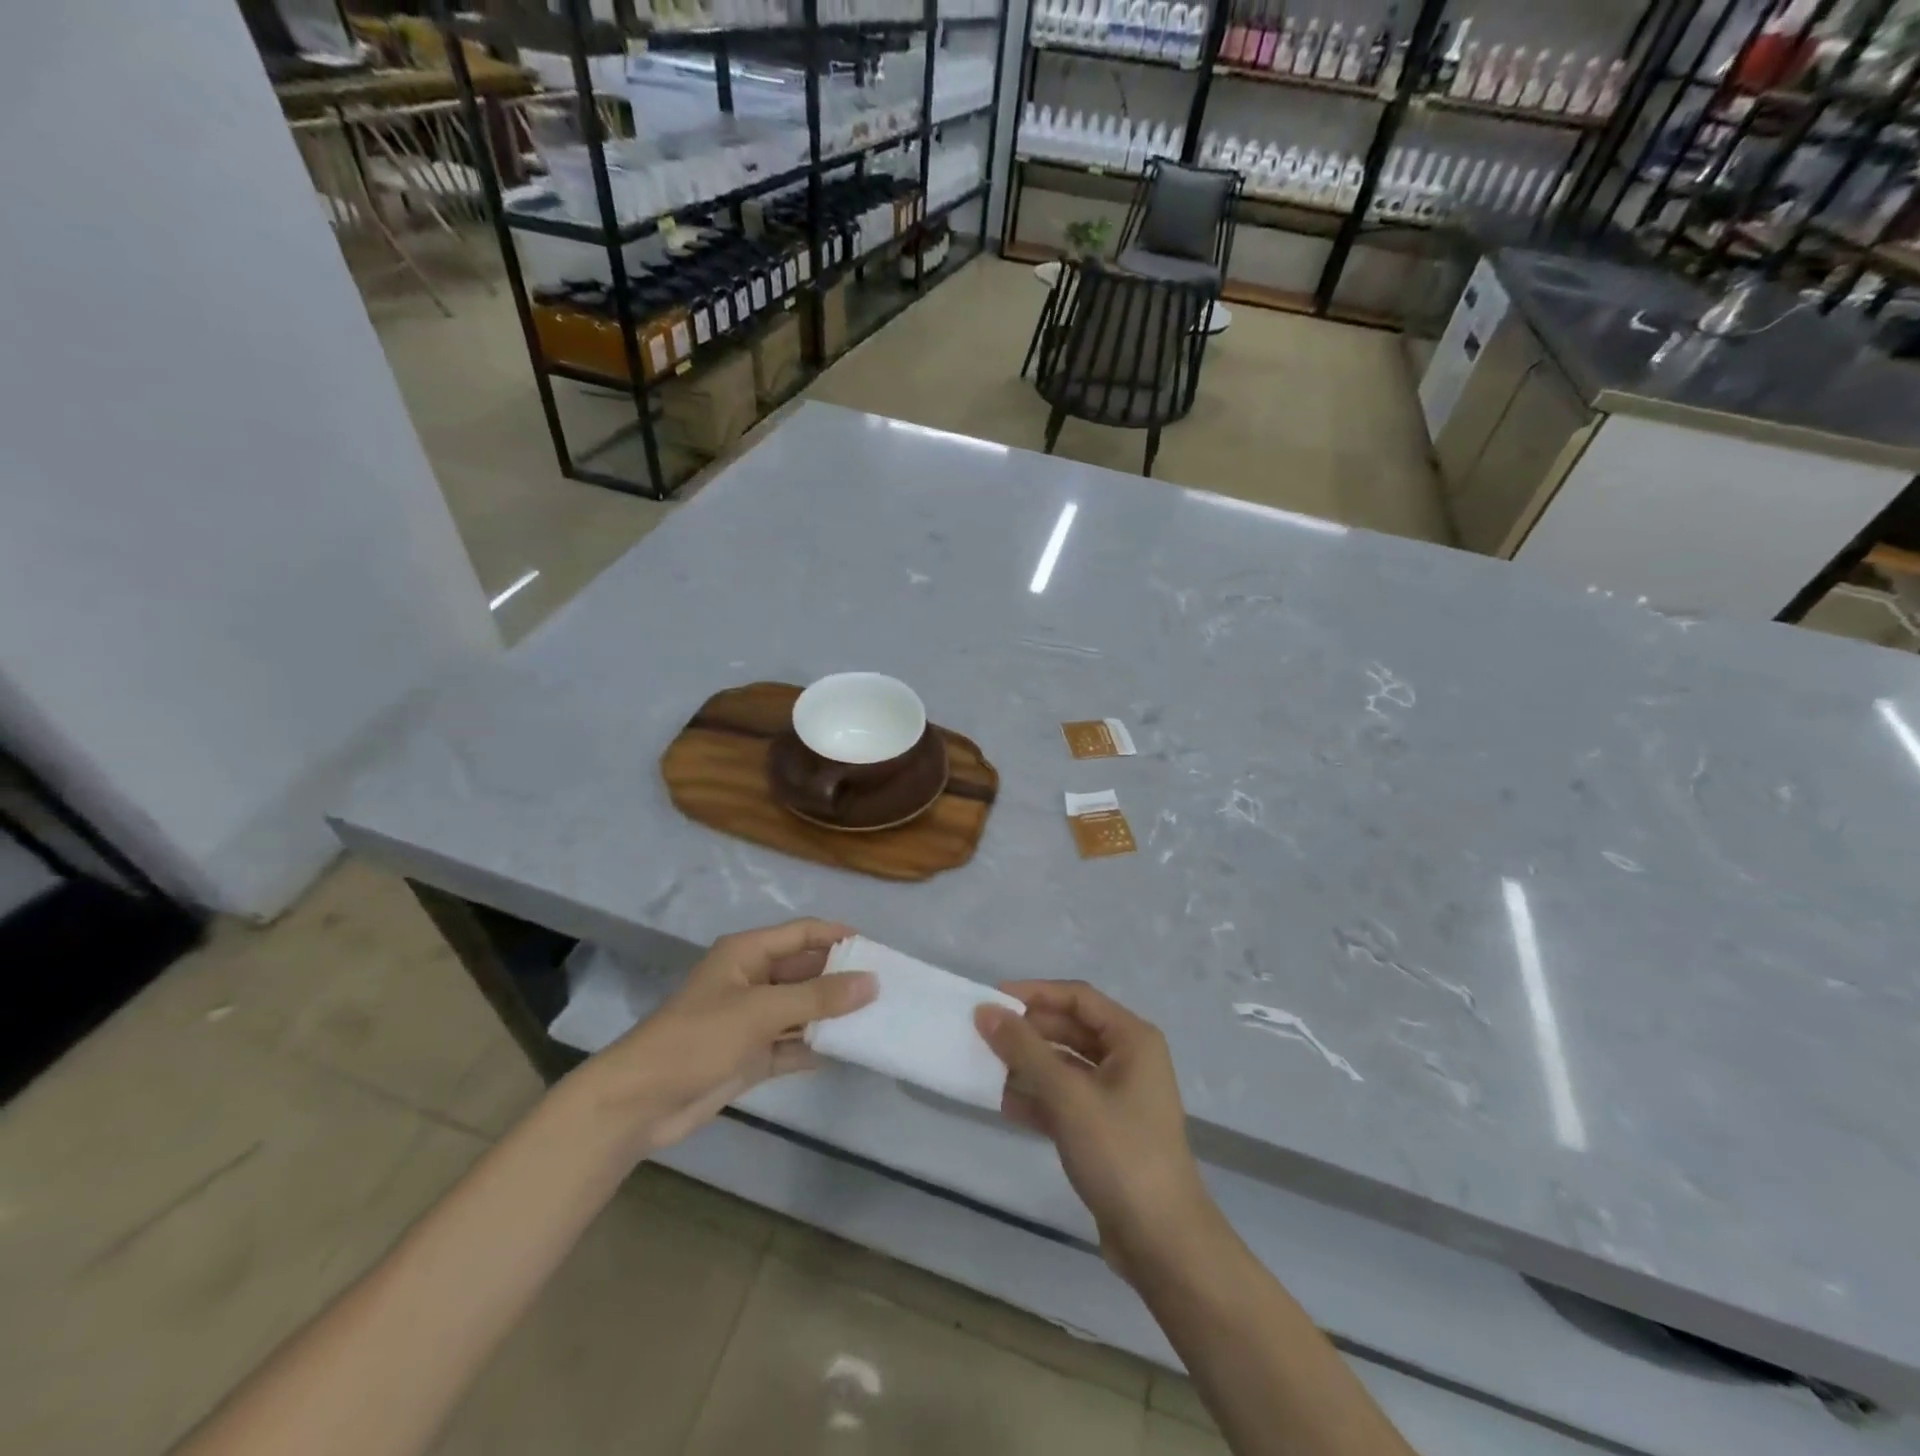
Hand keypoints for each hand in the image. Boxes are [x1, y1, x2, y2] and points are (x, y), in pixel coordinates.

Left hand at [581, 918, 875, 1155]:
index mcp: (747, 954)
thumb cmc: (698, 1039)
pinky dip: (814, 1048)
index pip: (803, 933)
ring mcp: (751, 1020)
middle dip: (841, 978)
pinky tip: (847, 1052)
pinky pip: (792, 1045)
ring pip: (801, 1009)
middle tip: (886, 988)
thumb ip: (819, 997)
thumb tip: (872, 982)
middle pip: (805, 971)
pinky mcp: (750, 1056)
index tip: (878, 950)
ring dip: (831, 1015)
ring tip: (877, 1018)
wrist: (640, 1103)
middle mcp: (752, 980)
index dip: (838, 936)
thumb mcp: (761, 1010)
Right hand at [975, 982, 1212, 1276]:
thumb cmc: (1120, 1153)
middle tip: (983, 1035)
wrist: (1162, 1243)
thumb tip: (985, 1011)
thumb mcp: (1067, 1095)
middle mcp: (1128, 1060)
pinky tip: (1004, 1104)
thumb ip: (1024, 1050)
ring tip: (986, 1067)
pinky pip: (1066, 1099)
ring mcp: (1118, 1097)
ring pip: (1065, 1066)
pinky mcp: (1106, 1130)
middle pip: (1071, 1029)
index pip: (1077, 997)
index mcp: (1132, 1039)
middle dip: (1028, 1032)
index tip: (993, 1000)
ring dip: (1029, 1066)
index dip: (1035, 993)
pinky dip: (1038, 1098)